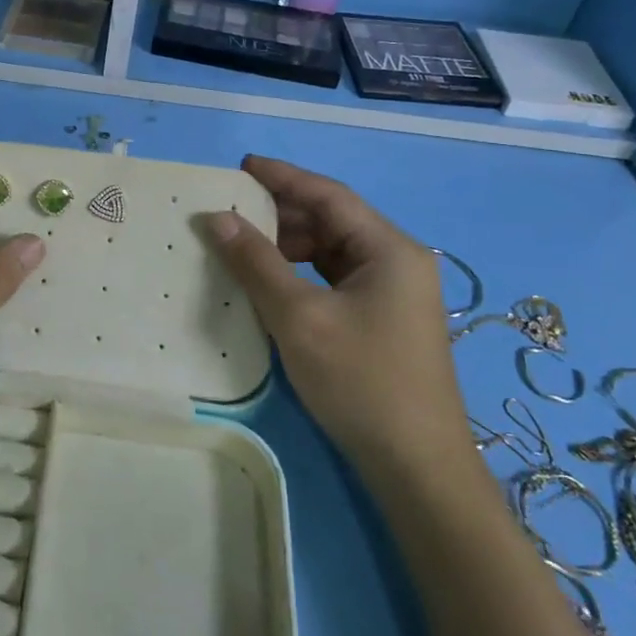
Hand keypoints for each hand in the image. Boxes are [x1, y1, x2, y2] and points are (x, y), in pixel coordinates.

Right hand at [207, 155, 464, 465]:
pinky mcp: (385, 320)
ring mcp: (394, 293)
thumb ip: (256, 262)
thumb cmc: (361, 382)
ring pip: (333, 251)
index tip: (240, 167)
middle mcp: (397, 261)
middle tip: (232, 211)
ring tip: (244, 246)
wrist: (417, 468)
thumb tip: (217, 218)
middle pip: (333, 221)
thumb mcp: (299, 317)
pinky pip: (336, 279)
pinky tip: (272, 283)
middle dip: (282, 213)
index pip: (329, 195)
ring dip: (290, 245)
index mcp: (390, 249)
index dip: (283, 177)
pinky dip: (302, 274)